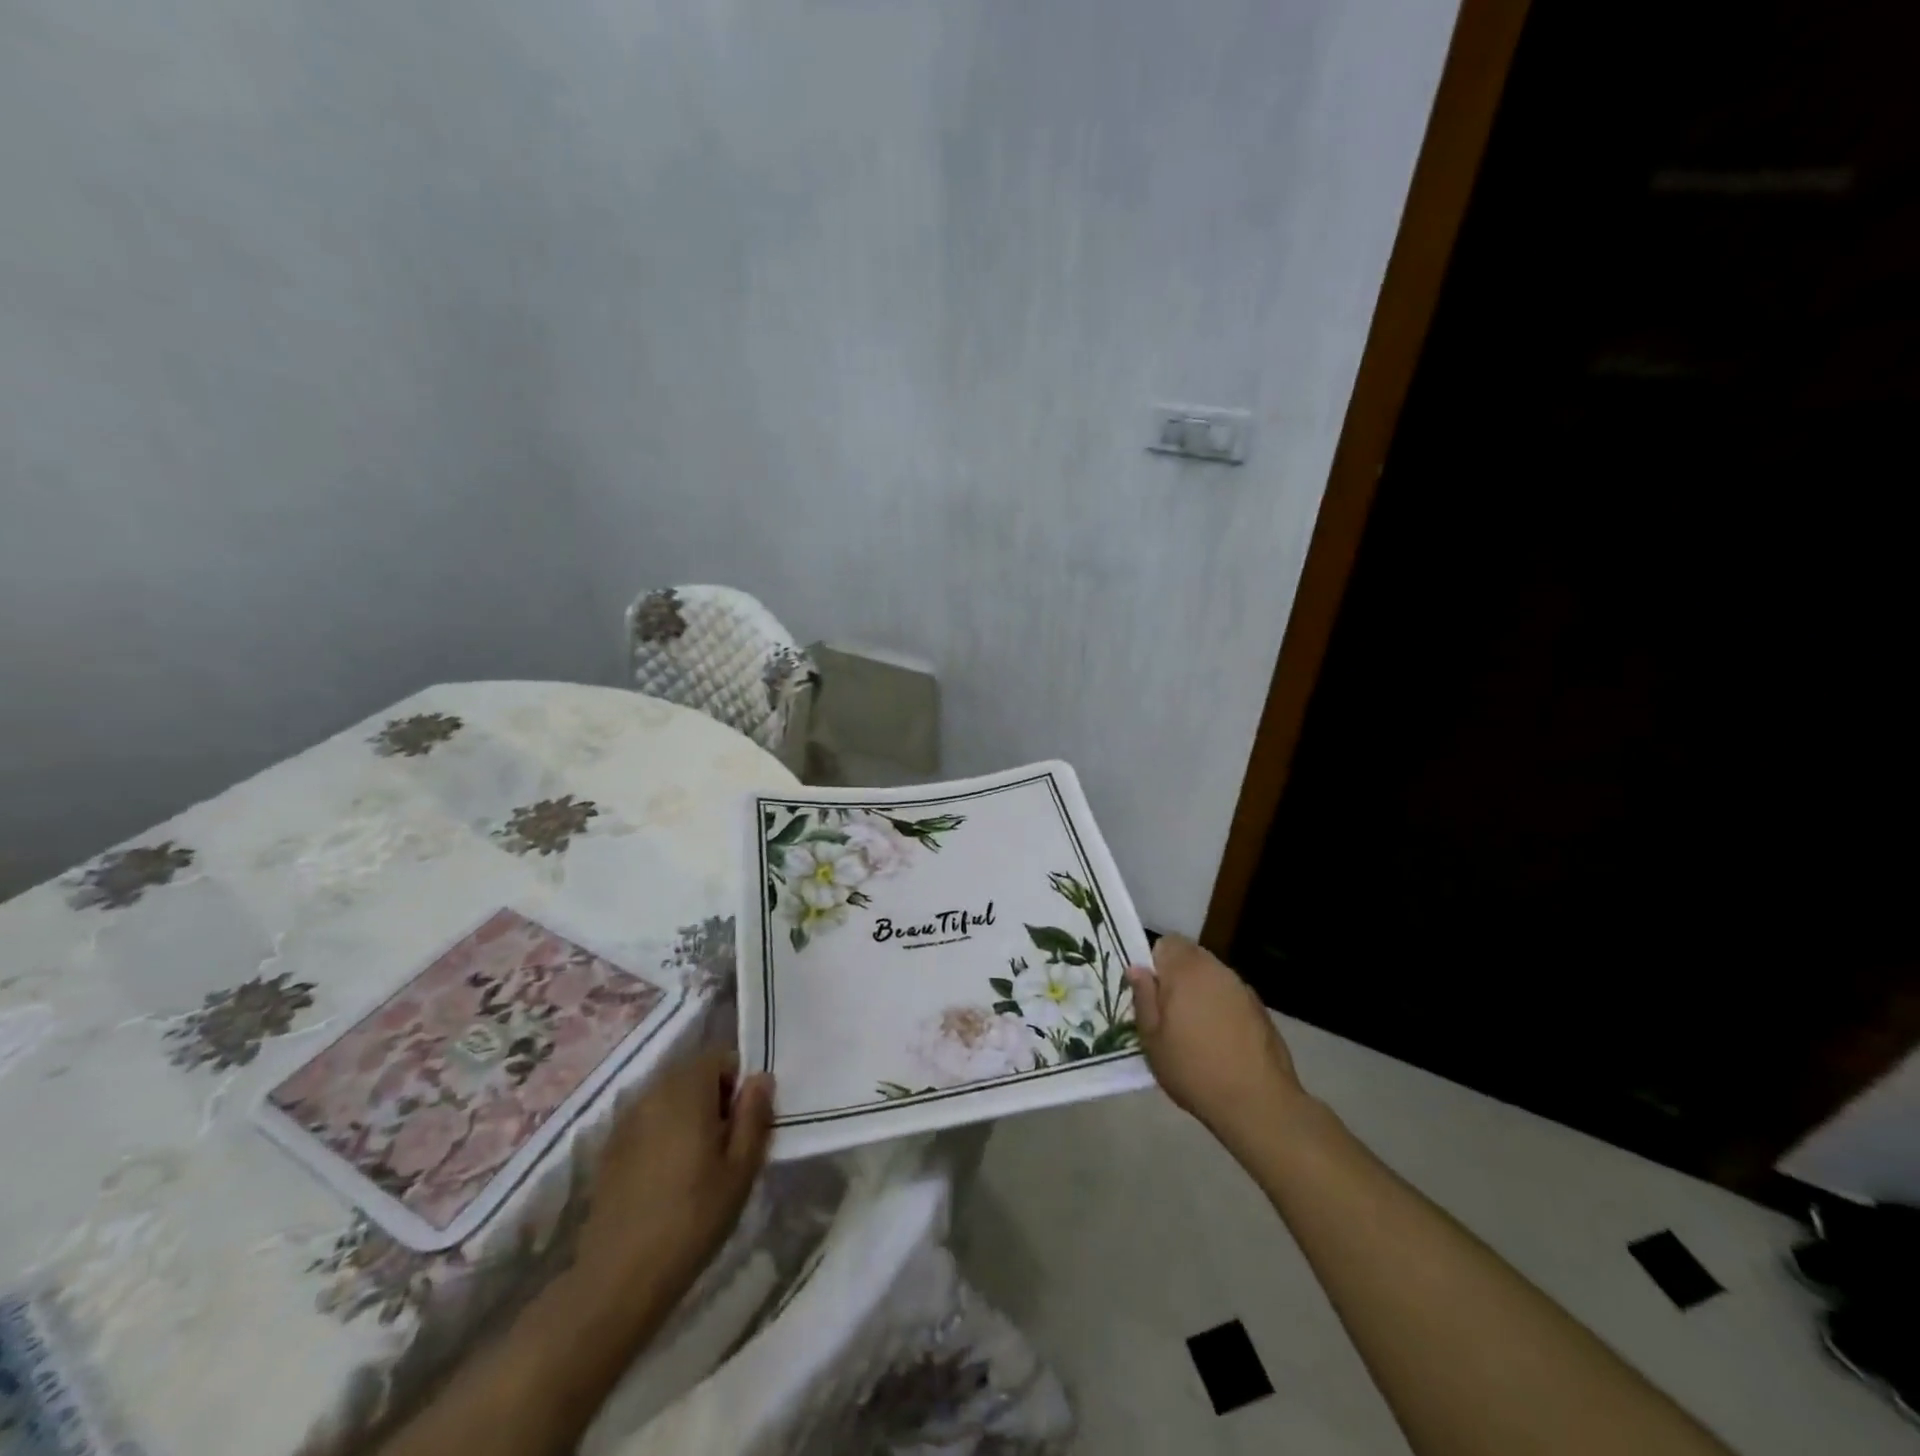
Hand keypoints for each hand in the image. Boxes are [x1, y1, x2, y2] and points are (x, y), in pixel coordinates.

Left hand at [575, 1049, 774, 1301]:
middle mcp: (652, 1091)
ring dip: (687, 1115)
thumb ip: (754, 1115)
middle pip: (691, 1073)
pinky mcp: (608, 1149)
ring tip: (697, 1162)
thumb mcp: (741, 1169)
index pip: (719, 1056)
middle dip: (712, 1096)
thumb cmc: (692, 1219)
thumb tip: (760, 1078)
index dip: (737, 1081)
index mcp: (687, 1089)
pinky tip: (666, 1178)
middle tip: (725, 1144)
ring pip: (667, 1097)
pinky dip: (662, 1134)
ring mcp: (625, 1120)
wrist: (618, 1279)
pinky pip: (646, 1122)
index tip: (743, 1121)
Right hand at [1125, 937, 1307, 1152]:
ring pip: (1212, 977)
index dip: (1155, 963)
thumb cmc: (1194, 1070)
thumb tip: (1136, 969)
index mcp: (1186, 971)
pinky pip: (1230, 996)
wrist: (1258, 1103)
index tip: (1152, 993)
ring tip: (1195, 1030)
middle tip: (1169, 1014)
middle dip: (1177, 977)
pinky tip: (1221, 1041)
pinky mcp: (1260, 1009)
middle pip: (1191, 957)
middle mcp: (1216, 970)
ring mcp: (1242, 988)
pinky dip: (1221, 1008)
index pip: (1167, 943)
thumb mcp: (1152, 1039)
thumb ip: (1143, 998)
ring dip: (1200, 992)